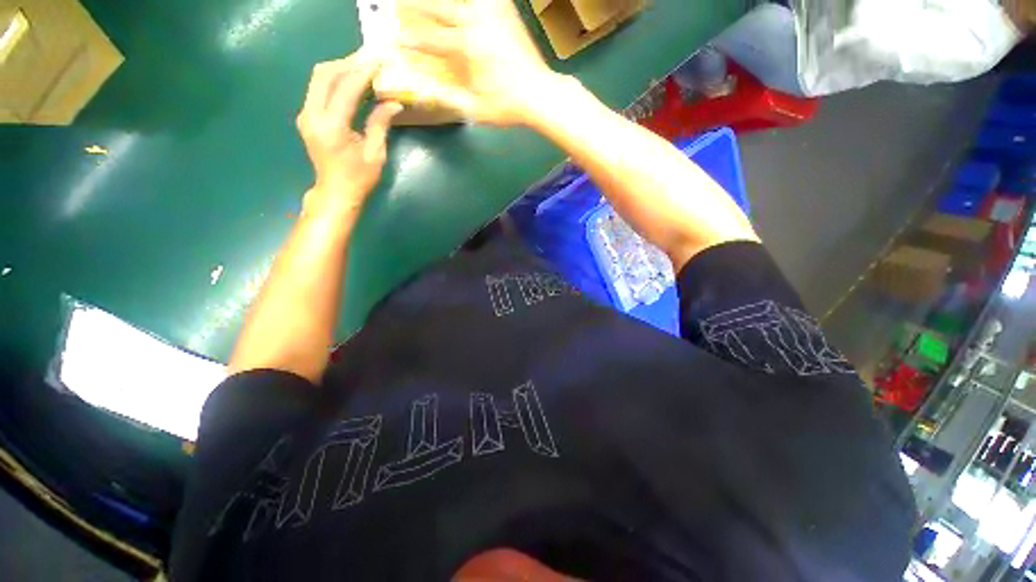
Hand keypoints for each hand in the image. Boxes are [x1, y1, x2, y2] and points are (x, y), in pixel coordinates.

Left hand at [297, 53, 402, 220]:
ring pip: (319, 78)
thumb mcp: (375, 154)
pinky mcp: (307, 116)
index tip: (379, 62)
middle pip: (324, 74)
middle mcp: (312, 115)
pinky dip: (335, 81)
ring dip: (340, 69)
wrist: (335, 192)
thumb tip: (393, 102)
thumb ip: (380, 124)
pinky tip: (351, 83)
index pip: (345, 88)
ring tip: (363, 68)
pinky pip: (318, 89)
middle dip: (348, 63)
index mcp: (331, 127)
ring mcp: (306, 114)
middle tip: (370, 60)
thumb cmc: (359, 178)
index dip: (363, 72)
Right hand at [396, 0, 556, 125]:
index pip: (432, 41)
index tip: (396, 38)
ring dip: (445, 2)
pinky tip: (474, 4)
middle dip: (418, 6)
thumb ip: (451, 98)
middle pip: (441, 8)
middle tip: (400, 4)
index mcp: (467, 47)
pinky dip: (478, 1)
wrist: (540, 94)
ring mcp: (494, 15)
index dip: (413, 40)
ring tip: (433, 6)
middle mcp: (477, 23)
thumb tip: (428, 92)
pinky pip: (491, 0)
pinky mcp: (508, 14)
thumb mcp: (476, 109)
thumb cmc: (507, 106)